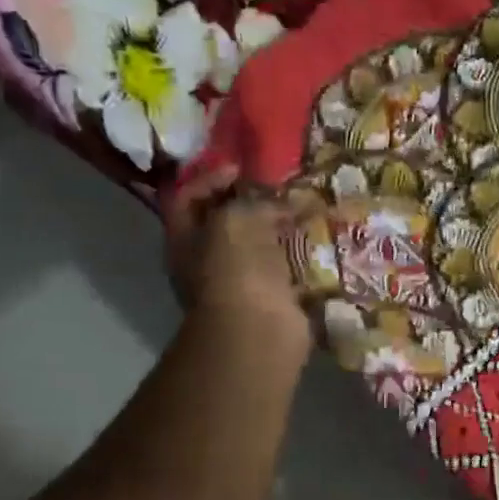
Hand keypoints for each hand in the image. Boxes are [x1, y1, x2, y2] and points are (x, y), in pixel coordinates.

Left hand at [163, 165, 308, 351]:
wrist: (258, 331)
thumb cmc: (235, 269)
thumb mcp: (236, 219)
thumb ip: (252, 200)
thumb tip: (278, 200)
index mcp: (184, 239)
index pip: (188, 197)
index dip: (210, 177)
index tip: (241, 168)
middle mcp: (206, 260)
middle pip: (225, 221)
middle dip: (250, 202)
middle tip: (279, 186)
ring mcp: (239, 281)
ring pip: (257, 244)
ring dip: (277, 227)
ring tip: (302, 209)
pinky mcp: (271, 298)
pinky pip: (283, 267)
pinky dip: (297, 253)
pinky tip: (314, 239)